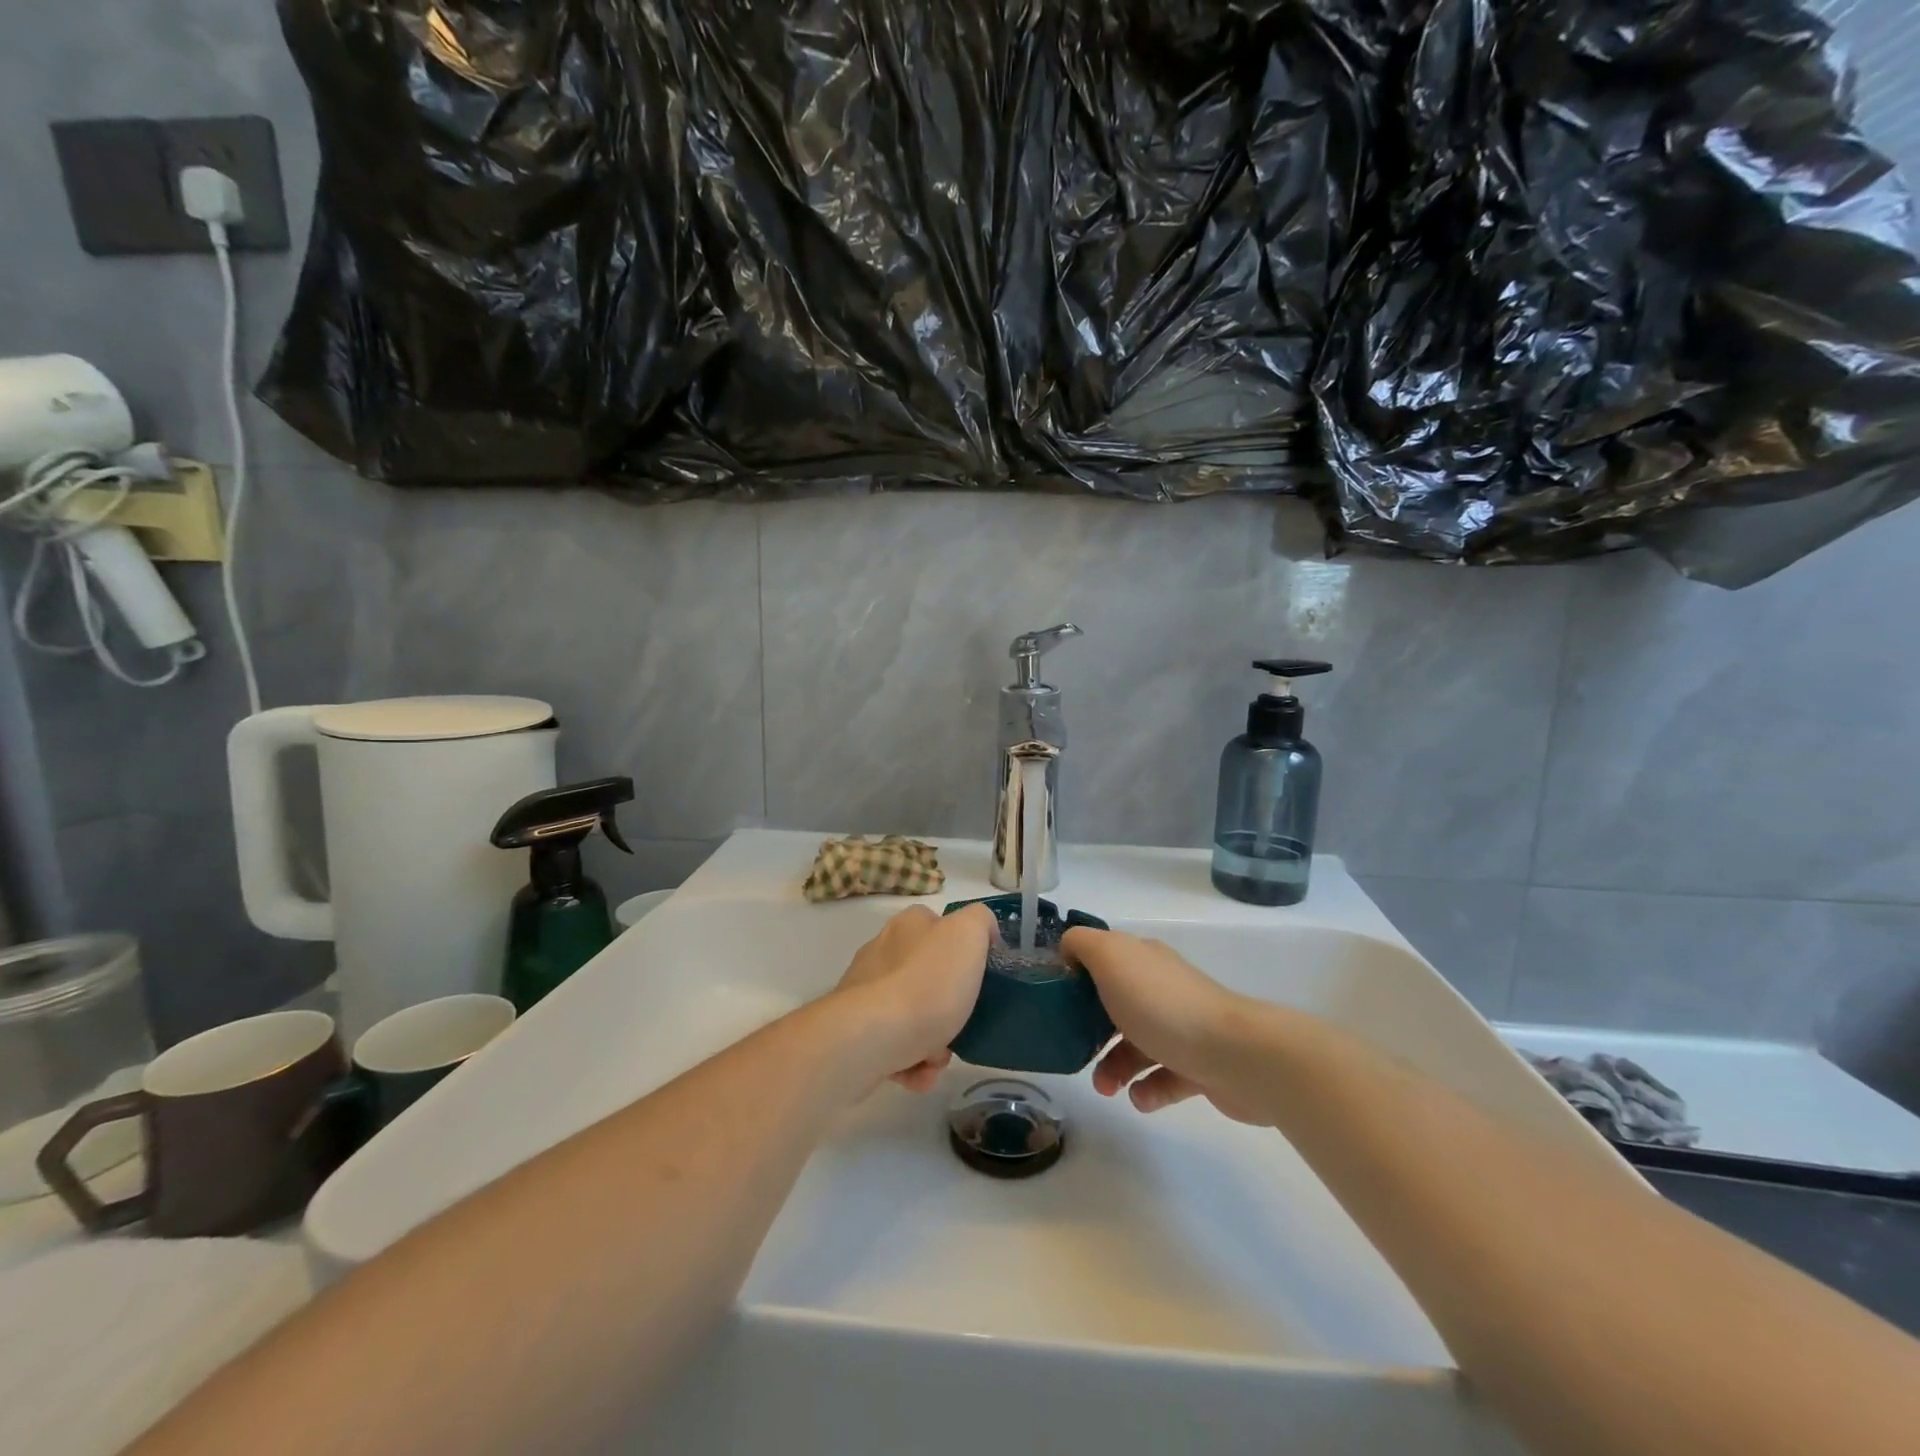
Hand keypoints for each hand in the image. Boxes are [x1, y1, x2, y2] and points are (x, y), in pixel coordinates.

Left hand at [835, 905, 992, 1092]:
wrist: (871, 1037)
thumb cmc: (927, 983)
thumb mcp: (968, 935)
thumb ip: (980, 922)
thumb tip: (982, 931)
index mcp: (908, 925)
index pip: (939, 926)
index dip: (962, 949)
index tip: (978, 976)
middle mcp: (882, 952)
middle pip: (926, 975)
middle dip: (948, 1004)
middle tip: (962, 1024)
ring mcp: (864, 993)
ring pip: (911, 1014)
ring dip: (932, 1040)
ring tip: (938, 1058)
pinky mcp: (855, 1030)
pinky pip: (892, 1045)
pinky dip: (910, 1062)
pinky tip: (919, 1073)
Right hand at [1062, 927, 1270, 1124]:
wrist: (1235, 1055)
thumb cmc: (1163, 1004)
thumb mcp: (1111, 958)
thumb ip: (1082, 945)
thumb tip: (1068, 951)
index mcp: (1143, 960)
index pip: (1104, 960)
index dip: (1077, 978)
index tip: (1056, 1004)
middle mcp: (1163, 988)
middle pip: (1117, 1005)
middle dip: (1091, 1030)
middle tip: (1075, 1051)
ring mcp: (1184, 1027)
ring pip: (1138, 1045)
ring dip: (1115, 1067)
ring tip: (1106, 1088)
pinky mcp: (1200, 1065)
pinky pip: (1165, 1077)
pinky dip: (1148, 1090)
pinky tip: (1140, 1099)